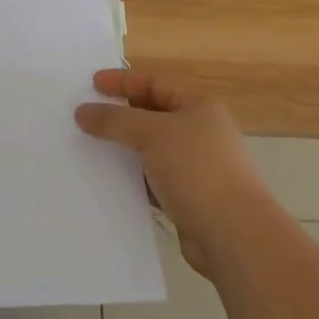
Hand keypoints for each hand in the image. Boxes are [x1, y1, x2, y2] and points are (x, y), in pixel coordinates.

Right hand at [75, 68, 268, 275]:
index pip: (154, 83)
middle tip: (87, 116)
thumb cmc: (197, 169)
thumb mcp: (152, 134)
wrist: (236, 237)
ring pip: (151, 150)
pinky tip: (110, 182)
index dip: (122, 81)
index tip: (91, 85)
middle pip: (152, 115)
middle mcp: (200, 133)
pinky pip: (154, 180)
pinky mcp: (190, 200)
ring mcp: (197, 168)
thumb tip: (81, 112)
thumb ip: (115, 120)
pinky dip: (134, 179)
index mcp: (199, 107)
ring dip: (125, 149)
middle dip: (120, 115)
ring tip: (90, 147)